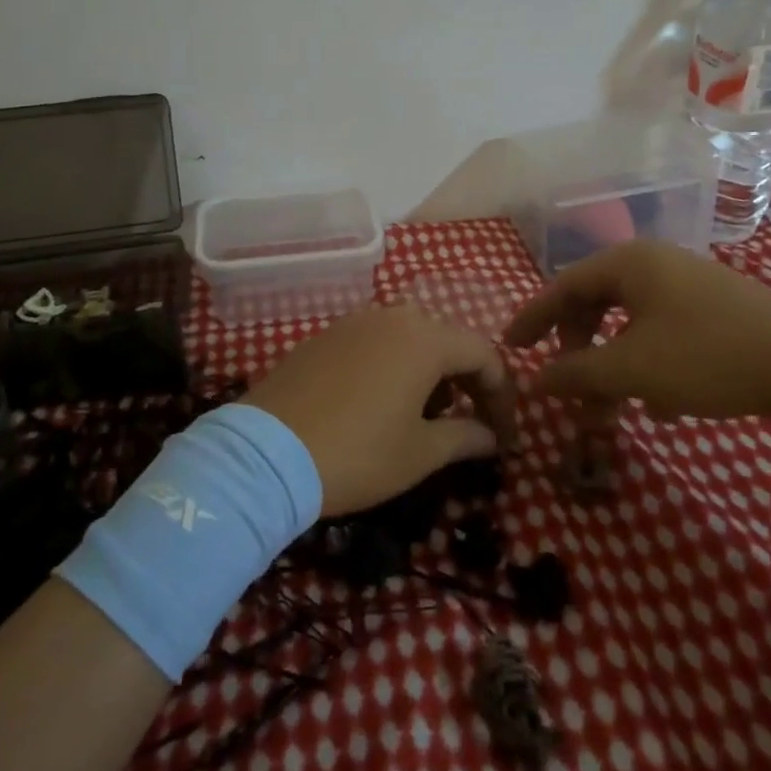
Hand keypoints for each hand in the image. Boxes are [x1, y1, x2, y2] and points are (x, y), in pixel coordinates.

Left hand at [242, 305, 511, 516]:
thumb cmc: (357, 453)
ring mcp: (353, 322)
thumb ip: (465, 438)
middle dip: (467, 381)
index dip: (502, 395)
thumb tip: (491, 436)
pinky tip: (381, 403)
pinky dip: (393, 366)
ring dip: (430, 372)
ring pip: (409, 338)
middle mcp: (392, 317)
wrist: (266, 453)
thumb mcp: (420, 453)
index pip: (484, 354)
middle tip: (472, 424)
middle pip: (447, 340)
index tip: (504, 435)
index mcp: (425, 338)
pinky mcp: (324, 336)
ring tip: (425, 417)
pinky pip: (374, 343)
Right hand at [502, 240, 770, 425]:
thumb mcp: (631, 370)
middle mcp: (657, 264)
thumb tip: (534, 381)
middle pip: (597, 302)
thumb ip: (575, 374)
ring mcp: (692, 284)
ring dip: (614, 364)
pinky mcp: (720, 310)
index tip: (509, 347)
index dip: (533, 318)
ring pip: (632, 322)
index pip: (563, 286)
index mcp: (629, 263)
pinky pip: (664, 332)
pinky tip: (661, 405)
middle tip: (566, 381)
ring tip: (613, 406)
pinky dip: (649, 364)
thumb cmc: (708, 357)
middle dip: (578, 348)